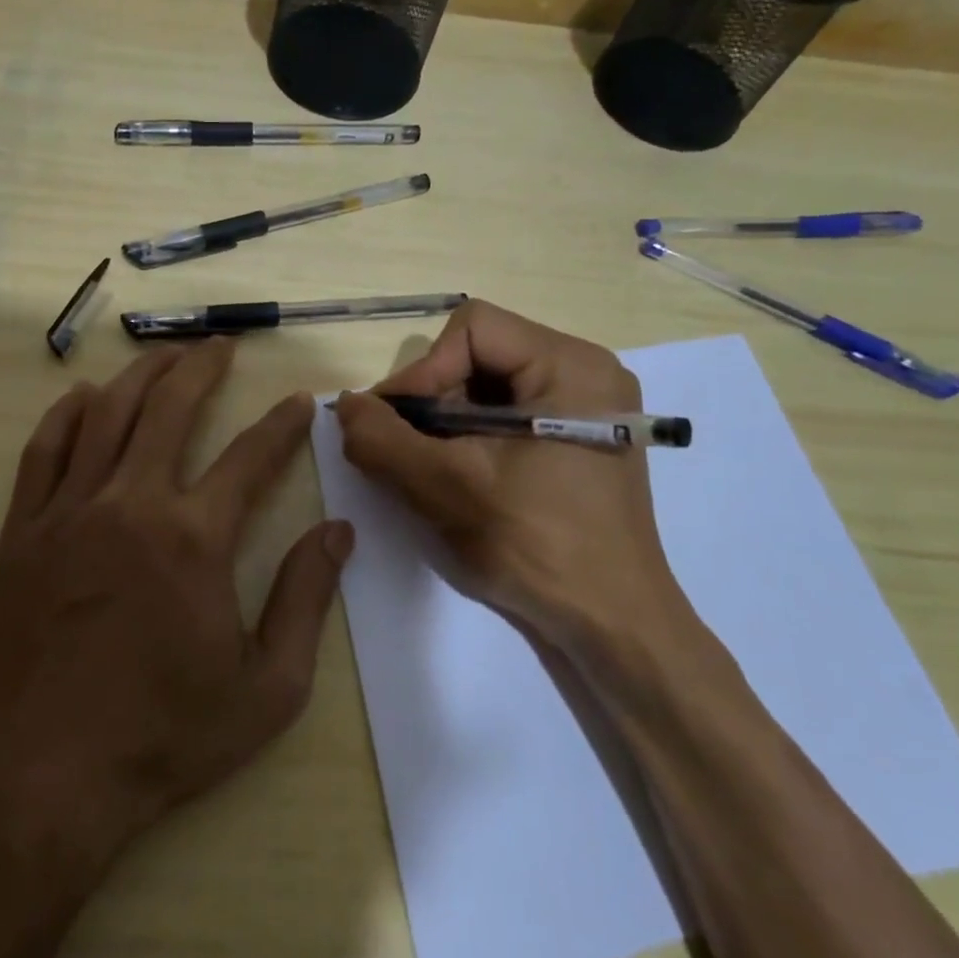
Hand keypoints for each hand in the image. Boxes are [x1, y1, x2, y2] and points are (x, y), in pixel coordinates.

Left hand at [0, 338, 352, 873]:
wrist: (42, 781)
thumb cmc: (164, 737)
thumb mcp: (266, 688)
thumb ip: (305, 600)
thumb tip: (338, 531)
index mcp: (195, 539)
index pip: (251, 457)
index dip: (282, 424)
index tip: (300, 401)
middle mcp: (133, 505)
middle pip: (171, 409)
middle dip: (202, 368)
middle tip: (221, 346)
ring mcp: (69, 513)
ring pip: (107, 416)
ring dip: (141, 376)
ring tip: (164, 356)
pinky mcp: (22, 532)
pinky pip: (45, 451)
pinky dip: (68, 414)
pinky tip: (85, 396)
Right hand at [333, 300, 697, 664]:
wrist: (613, 628)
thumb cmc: (538, 549)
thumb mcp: (447, 489)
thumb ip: (383, 440)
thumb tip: (345, 405)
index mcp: (571, 366)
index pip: (473, 329)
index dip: (423, 370)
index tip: (392, 424)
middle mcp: (585, 373)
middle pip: (480, 355)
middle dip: (432, 399)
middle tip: (402, 449)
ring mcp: (585, 408)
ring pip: (488, 388)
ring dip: (445, 423)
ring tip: (424, 466)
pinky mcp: (577, 440)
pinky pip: (507, 416)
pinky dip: (469, 438)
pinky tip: (455, 476)